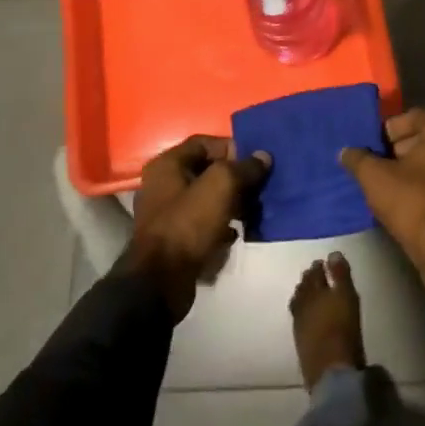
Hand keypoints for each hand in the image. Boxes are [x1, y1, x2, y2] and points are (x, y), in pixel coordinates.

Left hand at [117, 136, 270, 318]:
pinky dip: (221, 224)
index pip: (205, 143)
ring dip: (232, 202)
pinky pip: (203, 222)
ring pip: (208, 198)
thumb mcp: (221, 186)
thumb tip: (263, 156)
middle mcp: (163, 184)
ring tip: (253, 210)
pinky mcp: (174, 239)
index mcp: (168, 164)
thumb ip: (244, 167)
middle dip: (236, 178)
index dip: (232, 148)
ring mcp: (167, 213)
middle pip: (207, 171)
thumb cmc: (188, 224)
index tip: (255, 162)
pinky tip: (236, 233)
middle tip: (259, 187)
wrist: (160, 282)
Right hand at [338, 109, 424, 276]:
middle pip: (424, 138)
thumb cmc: (412, 202)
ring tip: (389, 185)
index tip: (371, 148)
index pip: (410, 117)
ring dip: (413, 169)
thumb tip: (346, 151)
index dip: (387, 131)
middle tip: (377, 166)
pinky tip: (408, 200)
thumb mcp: (374, 177)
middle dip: (399, 150)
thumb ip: (358, 158)